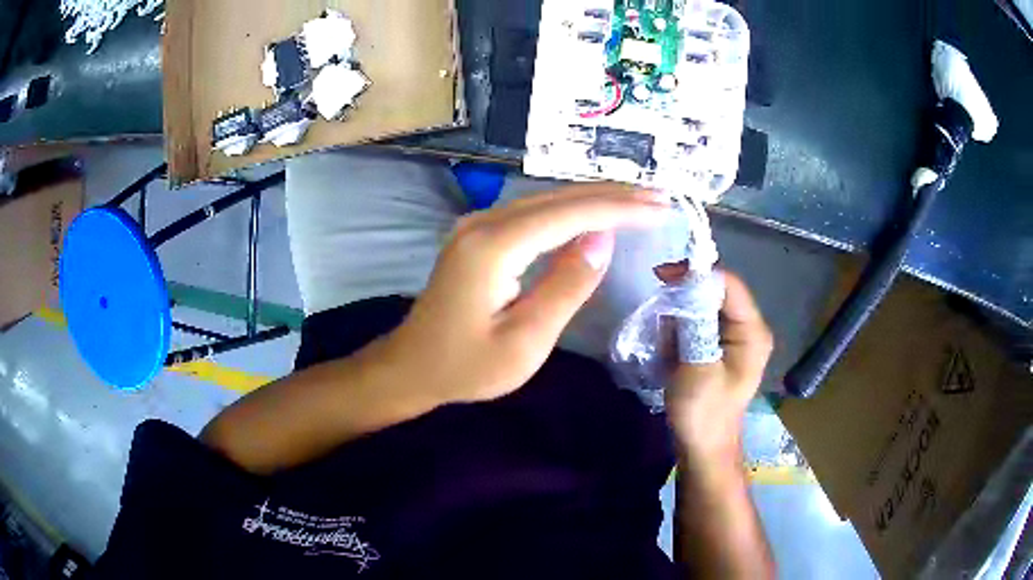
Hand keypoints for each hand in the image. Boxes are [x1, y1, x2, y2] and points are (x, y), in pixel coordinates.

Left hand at [384, 184, 669, 404]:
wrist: (412, 366)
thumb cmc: (467, 367)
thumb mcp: (525, 341)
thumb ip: (566, 287)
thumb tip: (604, 239)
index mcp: (494, 246)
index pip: (570, 214)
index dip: (619, 209)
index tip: (660, 208)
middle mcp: (484, 222)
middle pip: (559, 197)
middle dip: (613, 196)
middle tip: (660, 199)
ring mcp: (478, 224)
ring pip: (547, 199)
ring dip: (594, 199)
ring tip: (639, 201)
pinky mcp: (479, 234)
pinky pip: (533, 212)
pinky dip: (570, 211)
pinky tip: (594, 213)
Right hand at [656, 265, 772, 465]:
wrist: (703, 448)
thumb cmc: (704, 413)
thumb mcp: (698, 368)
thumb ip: (694, 325)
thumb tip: (681, 286)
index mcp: (751, 332)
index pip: (728, 284)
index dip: (696, 274)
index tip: (661, 276)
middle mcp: (746, 328)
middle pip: (715, 292)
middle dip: (685, 297)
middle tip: (660, 311)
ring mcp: (732, 337)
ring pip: (702, 306)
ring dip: (680, 316)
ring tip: (668, 343)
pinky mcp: (717, 346)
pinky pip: (696, 323)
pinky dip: (679, 328)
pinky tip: (671, 350)